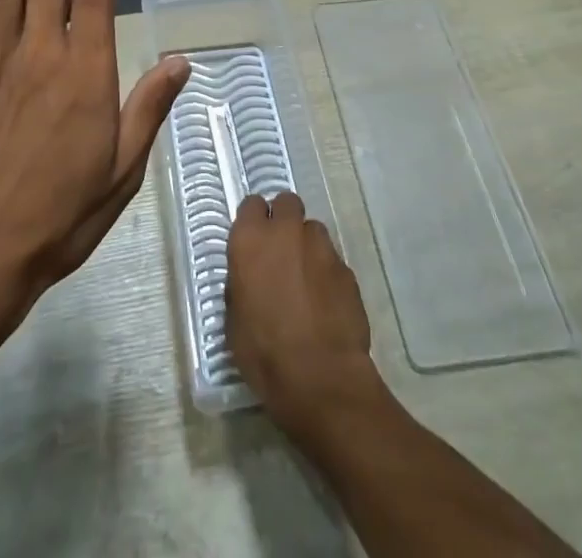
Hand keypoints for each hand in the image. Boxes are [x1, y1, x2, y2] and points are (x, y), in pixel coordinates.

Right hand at [227, 191, 378, 428]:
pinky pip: (333, 261)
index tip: (254, 240)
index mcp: (251, 239)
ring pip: (313, 230)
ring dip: (307, 246)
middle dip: (284, 219)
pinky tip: (325, 303)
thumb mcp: (234, 318)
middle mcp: (286, 232)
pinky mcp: (347, 269)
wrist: (320, 379)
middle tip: (281, 251)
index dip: (254, 220)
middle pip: (287, 202)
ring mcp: (321, 247)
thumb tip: (251, 275)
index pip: (251, 204)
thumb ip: (242, 282)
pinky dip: (327, 274)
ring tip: (306, 280)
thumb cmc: (264, 352)